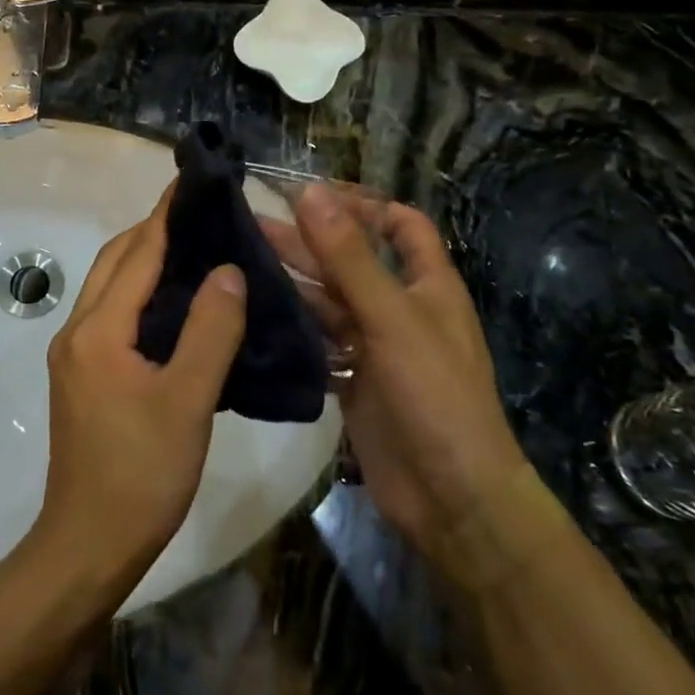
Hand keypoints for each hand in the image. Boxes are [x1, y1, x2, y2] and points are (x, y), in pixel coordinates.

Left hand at [30, 190, 245, 598]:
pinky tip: (175, 306)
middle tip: (202, 216)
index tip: (192, 180)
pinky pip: (112, 315)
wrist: (88, 547)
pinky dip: (140, 294)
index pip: (137, 253)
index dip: (166, 215)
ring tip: (195, 251)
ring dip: (145, 262)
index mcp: (98, 330)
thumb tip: (227, 270)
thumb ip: (210, 331)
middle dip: (154, 232)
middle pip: (116, 262)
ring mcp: (75, 355)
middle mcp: (77, 331)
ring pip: (111, 288)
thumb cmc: (141, 474)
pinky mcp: (82, 376)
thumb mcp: (187, 401)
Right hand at [263, 188, 526, 564]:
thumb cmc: (435, 395)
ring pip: (329, 302)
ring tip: (241, 263)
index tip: (312, 195)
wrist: (453, 501)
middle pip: (351, 261)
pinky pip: (318, 342)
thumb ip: (349, 256)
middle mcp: (399, 309)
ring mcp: (375, 347)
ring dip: (292, 282)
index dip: (364, 205)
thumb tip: (311, 192)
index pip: (401, 226)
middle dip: (308, 241)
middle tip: (251, 224)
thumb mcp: (392, 317)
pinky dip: (291, 327)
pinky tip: (253, 314)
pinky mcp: (352, 380)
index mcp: (426, 284)